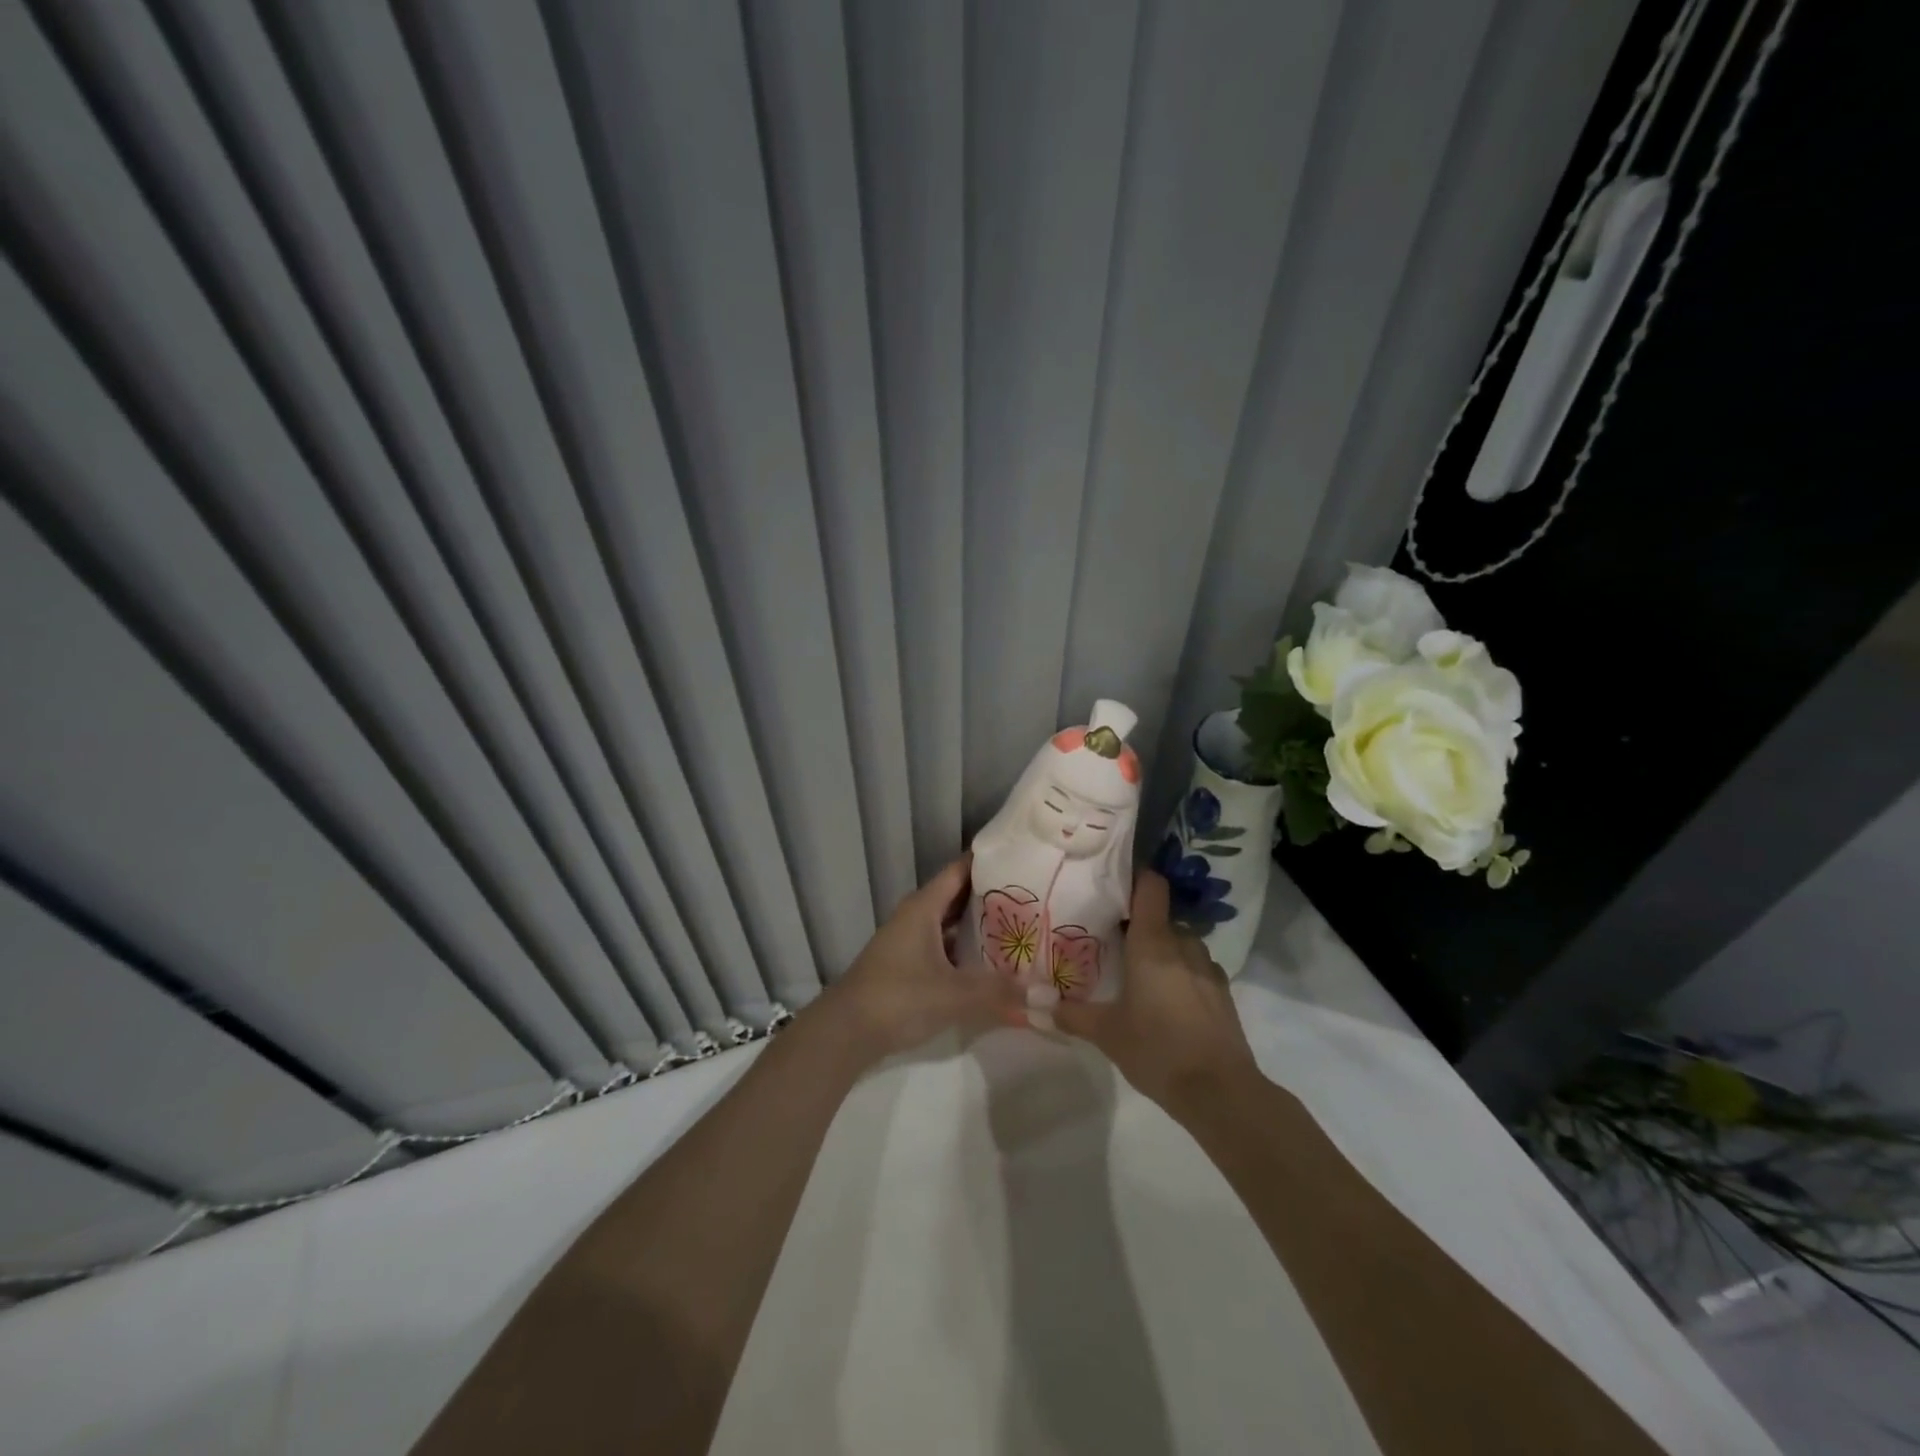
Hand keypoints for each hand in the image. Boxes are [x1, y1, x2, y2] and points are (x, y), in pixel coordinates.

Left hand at [818, 856, 1020, 1063]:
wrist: (845, 1032)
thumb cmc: (898, 998)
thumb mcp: (953, 994)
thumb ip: (998, 991)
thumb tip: (1044, 992)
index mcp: (923, 907)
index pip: (960, 870)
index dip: (990, 861)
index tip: (1023, 857)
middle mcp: (916, 916)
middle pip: (958, 895)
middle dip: (993, 895)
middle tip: (1034, 895)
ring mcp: (910, 940)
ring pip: (951, 923)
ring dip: (980, 924)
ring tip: (1021, 926)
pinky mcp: (908, 965)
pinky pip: (944, 945)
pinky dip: (966, 949)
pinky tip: (991, 962)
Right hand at [1054, 871, 1260, 1117]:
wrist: (1220, 1092)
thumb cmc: (1157, 1049)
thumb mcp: (1106, 1033)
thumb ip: (1071, 1014)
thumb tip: (1034, 1003)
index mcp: (1153, 942)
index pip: (1151, 886)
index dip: (1135, 877)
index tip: (1112, 884)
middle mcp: (1183, 944)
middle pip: (1161, 917)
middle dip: (1140, 925)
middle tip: (1113, 941)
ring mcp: (1208, 967)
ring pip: (1181, 943)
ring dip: (1162, 950)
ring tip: (1139, 973)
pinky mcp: (1223, 992)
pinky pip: (1197, 967)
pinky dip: (1182, 973)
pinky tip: (1168, 1000)